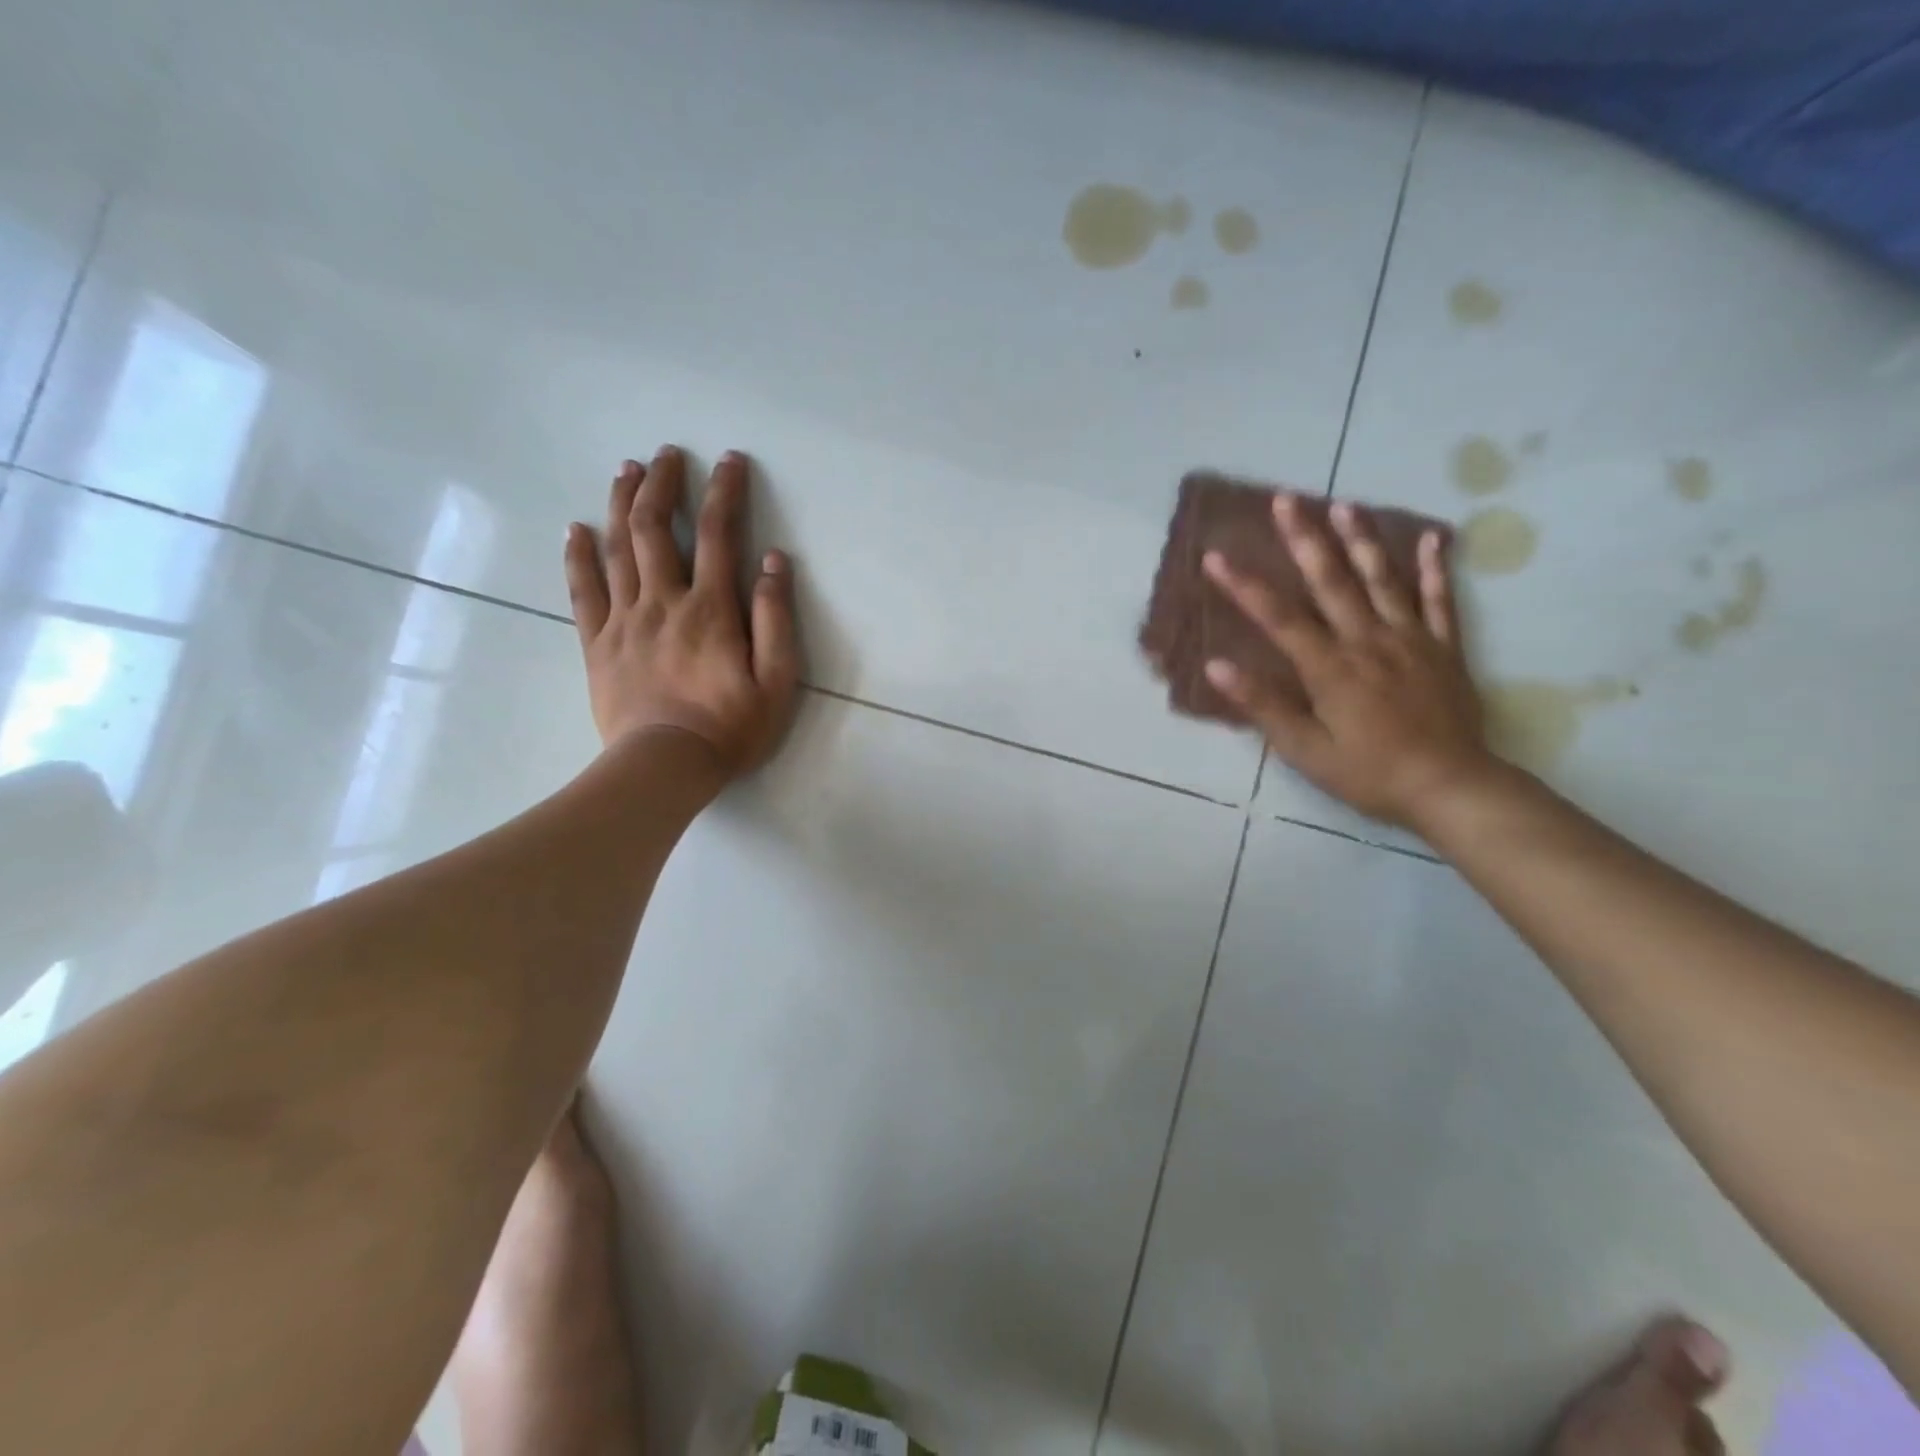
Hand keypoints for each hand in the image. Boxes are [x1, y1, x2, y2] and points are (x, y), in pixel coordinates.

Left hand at [564, 446, 799, 779]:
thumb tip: (774, 562)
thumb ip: (776, 619)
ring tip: (626, 470)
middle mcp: (663, 602)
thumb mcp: (776, 680)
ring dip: (621, 504)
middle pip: (656, 528)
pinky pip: (582, 590)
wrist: (664, 767)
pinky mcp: (597, 644)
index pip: (719, 535)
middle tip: (666, 454)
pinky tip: (576, 529)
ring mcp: (624, 621)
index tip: (729, 461)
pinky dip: (578, 556)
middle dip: (663, 484)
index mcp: (710, 609)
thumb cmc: (730, 727)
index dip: (725, 492)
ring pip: (617, 549)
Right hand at [1203, 494, 1490, 827]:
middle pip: (1331, 581)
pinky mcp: (1444, 648)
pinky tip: (1433, 538)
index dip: (1244, 585)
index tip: (1215, 555)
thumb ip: (1263, 704)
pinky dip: (1435, 568)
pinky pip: (1440, 600)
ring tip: (1343, 504)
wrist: (1451, 787)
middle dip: (1303, 538)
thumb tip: (1217, 665)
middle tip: (1285, 499)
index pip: (1278, 617)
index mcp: (1329, 667)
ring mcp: (1410, 639)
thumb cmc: (1368, 773)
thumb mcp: (1305, 749)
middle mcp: (1367, 640)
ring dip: (1361, 540)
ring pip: (1382, 579)